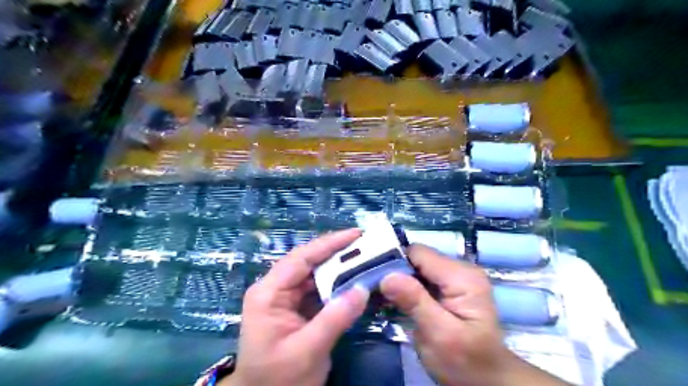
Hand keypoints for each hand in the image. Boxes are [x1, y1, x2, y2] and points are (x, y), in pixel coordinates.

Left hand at [221, 230, 370, 384]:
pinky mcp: (295, 307)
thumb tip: (363, 288)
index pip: (301, 258)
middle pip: (308, 262)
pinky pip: (318, 289)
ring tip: (363, 259)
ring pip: (314, 274)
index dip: (329, 244)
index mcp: (268, 293)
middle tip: (365, 244)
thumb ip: (335, 318)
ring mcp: (284, 298)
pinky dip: (336, 285)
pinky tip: (353, 281)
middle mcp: (274, 289)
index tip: (356, 234)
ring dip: (338, 268)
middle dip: (336, 253)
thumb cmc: (278, 380)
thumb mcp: (307, 351)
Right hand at [382, 245, 569, 383]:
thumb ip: (415, 302)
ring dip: (398, 280)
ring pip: (416, 267)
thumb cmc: (466, 362)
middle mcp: (459, 270)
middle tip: (373, 289)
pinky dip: (405, 287)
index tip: (373, 277)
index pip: (419, 253)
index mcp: (462, 276)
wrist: (486, 380)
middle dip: (394, 271)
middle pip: (417, 258)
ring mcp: (454, 278)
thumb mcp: (440, 335)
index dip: (395, 261)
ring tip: (379, 295)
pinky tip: (393, 300)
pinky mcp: (448, 288)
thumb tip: (387, 276)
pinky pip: (420, 278)